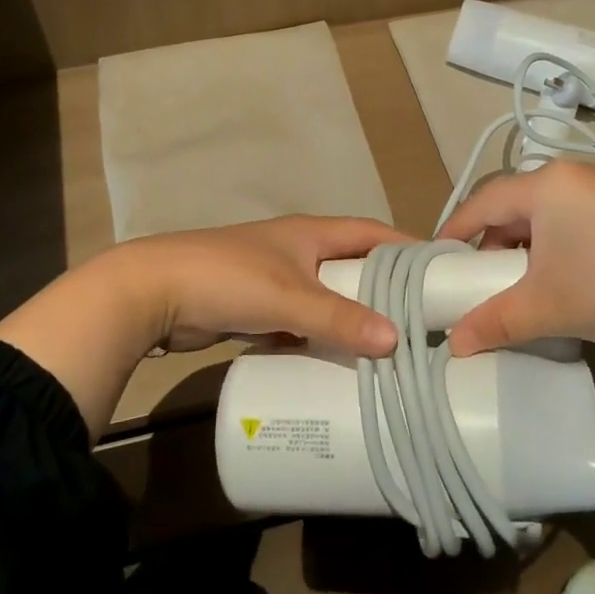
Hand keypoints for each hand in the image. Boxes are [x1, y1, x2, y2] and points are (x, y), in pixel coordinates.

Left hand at [0, 214, 406, 437]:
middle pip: (351, 266)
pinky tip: (336, 362)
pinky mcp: (254, 308)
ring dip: (350, 317)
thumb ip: (339, 317)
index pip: (370, 231)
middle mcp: (297, 250)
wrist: (154, 291)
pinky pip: (300, 321)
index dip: (404, 245)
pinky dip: (318, 337)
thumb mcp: (288, 297)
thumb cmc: (227, 278)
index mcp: (310, 233)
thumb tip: (396, 339)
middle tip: (422, 319)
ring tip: (388, 348)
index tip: (440, 268)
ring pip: (326, 297)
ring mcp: (274, 279)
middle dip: (383, 288)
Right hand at [436, 161, 594, 357]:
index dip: (453, 232)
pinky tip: (558, 278)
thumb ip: (496, 321)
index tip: (434, 262)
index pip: (481, 203)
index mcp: (544, 185)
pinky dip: (551, 246)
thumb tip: (454, 345)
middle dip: (488, 243)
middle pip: (510, 206)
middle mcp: (569, 175)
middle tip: (473, 280)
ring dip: (521, 248)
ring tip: (514, 285)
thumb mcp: (550, 307)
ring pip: (541, 215)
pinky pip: (568, 220)